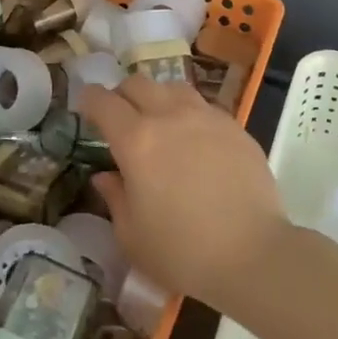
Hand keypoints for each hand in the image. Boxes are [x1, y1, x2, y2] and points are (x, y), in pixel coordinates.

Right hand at [79, 77, 292, 311]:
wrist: (252, 255)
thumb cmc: (182, 253)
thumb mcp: (131, 235)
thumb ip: (115, 197)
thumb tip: (106, 176)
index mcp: (136, 140)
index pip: (103, 101)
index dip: (89, 99)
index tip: (85, 108)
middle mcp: (170, 116)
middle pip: (138, 83)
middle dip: (122, 95)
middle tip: (120, 118)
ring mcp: (207, 117)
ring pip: (173, 88)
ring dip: (158, 98)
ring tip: (159, 122)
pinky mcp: (235, 127)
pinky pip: (204, 107)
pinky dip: (189, 114)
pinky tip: (194, 141)